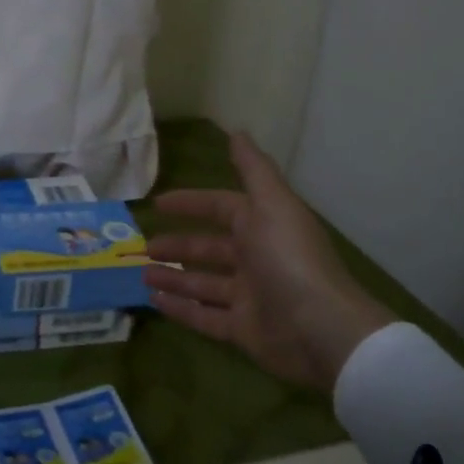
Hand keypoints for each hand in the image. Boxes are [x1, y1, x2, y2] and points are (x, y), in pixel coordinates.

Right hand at [143, 132, 388, 391]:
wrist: (322, 330)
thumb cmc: (290, 260)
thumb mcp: (272, 204)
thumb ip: (253, 169)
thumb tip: (237, 132)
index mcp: (263, 227)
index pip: (222, 208)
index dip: (192, 203)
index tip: (158, 204)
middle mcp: (256, 260)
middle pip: (209, 249)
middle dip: (178, 245)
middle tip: (144, 246)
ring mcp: (249, 298)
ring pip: (203, 284)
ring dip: (173, 277)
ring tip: (141, 273)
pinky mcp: (243, 331)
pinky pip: (204, 318)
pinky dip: (180, 309)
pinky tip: (153, 300)